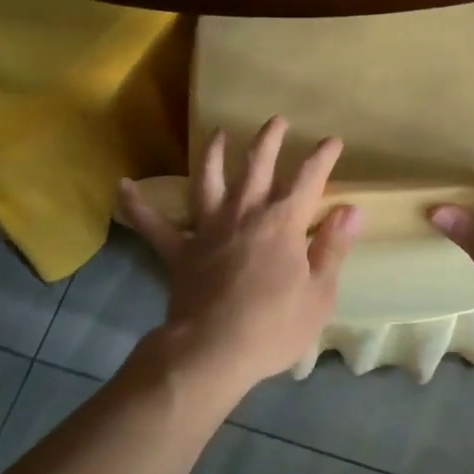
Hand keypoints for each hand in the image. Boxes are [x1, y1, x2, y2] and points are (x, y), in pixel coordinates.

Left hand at [116, 117, 360, 395]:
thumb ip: (332, 247)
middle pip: (257, 165)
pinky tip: (122, 187)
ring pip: (209, 180)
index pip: (309, 179)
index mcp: (283, 222)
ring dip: (213, 154)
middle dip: (269, 140)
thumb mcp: (319, 293)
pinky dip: (138, 206)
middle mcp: (245, 213)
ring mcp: (208, 228)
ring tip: (216, 133)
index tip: (332, 140)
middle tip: (276, 121)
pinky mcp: (179, 251)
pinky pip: (154, 225)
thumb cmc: (273, 326)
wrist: (212, 352)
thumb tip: (351, 209)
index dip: (322, 157)